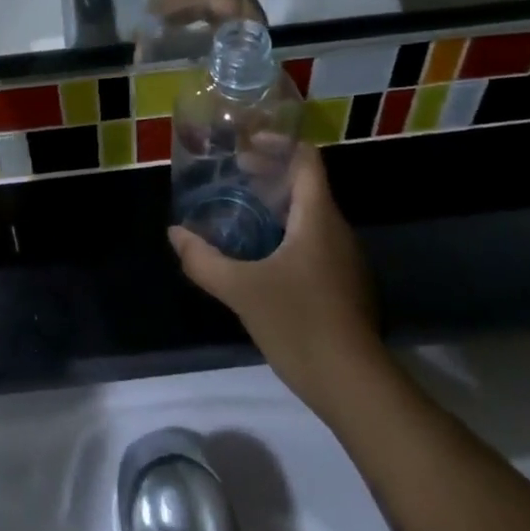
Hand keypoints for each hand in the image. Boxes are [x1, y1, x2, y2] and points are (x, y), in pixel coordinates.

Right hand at [170, 147, 387, 421]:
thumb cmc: (300, 323)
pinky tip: (261, 257)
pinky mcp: (345, 286)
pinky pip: (315, 243)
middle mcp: (337, 230)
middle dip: (270, 176)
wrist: (355, 386)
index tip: (245, 145)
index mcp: (319, 218)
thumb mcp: (242, 290)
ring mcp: (346, 261)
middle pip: (307, 186)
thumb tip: (175, 234)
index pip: (306, 160)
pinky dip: (287, 235)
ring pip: (311, 217)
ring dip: (278, 207)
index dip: (278, 144)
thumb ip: (204, 260)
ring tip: (241, 212)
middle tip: (232, 177)